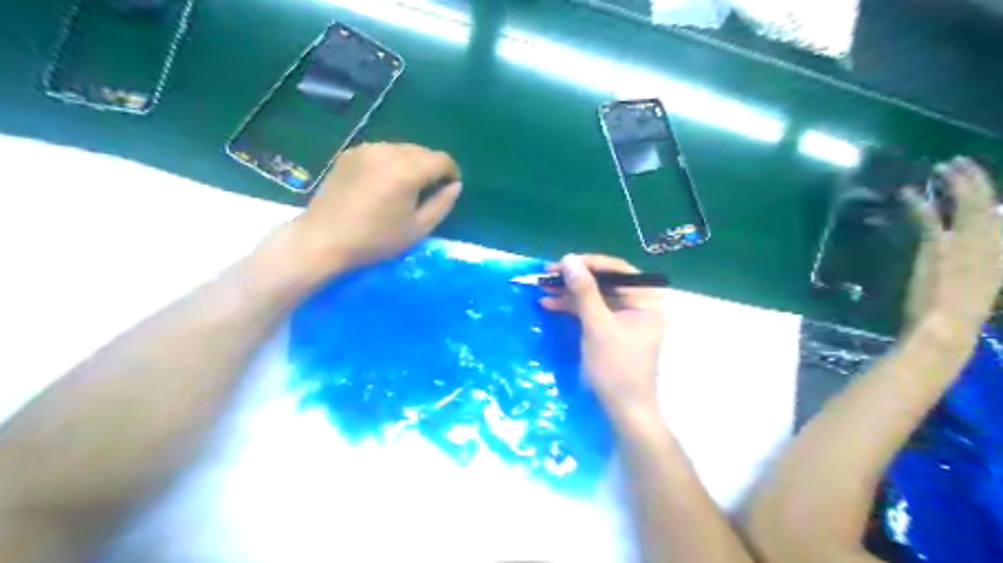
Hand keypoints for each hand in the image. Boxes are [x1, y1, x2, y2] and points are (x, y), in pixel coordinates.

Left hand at [284, 142, 459, 275]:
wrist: (324, 239)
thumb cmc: (375, 240)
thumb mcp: (418, 229)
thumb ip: (442, 204)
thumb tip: (455, 185)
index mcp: (406, 170)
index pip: (441, 160)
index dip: (452, 173)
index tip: (450, 189)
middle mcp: (388, 151)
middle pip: (422, 151)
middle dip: (432, 168)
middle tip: (429, 192)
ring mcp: (367, 149)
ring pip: (403, 149)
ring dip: (412, 164)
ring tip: (406, 188)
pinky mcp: (351, 153)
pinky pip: (383, 151)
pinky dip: (392, 162)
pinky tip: (384, 184)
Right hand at [541, 252, 664, 417]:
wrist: (624, 409)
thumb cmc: (616, 366)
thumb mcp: (598, 326)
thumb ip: (584, 291)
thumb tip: (569, 259)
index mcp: (647, 298)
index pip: (617, 269)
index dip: (588, 263)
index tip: (562, 262)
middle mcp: (639, 302)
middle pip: (604, 281)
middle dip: (574, 279)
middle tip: (547, 275)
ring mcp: (625, 316)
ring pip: (595, 295)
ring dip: (569, 293)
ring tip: (542, 288)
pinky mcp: (612, 328)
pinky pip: (591, 310)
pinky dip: (572, 308)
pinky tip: (550, 304)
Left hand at [901, 157, 1002, 336]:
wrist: (947, 328)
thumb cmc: (960, 317)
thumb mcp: (981, 288)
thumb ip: (979, 266)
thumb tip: (969, 256)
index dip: (995, 200)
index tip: (985, 187)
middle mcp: (993, 243)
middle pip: (988, 202)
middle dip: (975, 179)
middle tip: (959, 163)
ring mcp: (966, 244)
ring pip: (965, 202)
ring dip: (955, 181)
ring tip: (943, 165)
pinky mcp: (939, 247)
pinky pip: (928, 218)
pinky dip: (916, 204)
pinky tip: (906, 193)